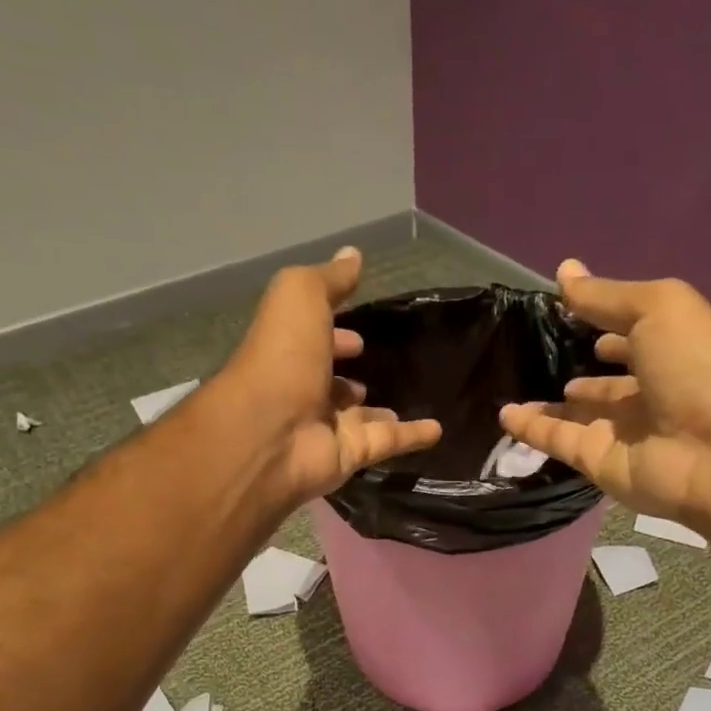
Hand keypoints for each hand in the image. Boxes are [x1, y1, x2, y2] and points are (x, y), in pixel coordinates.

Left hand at [221, 248, 441, 504]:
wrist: (271, 434)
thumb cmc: (282, 357)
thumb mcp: (301, 297)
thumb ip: (329, 279)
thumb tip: (353, 254)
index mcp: (288, 351)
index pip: (312, 339)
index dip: (333, 331)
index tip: (359, 332)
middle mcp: (302, 390)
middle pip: (330, 380)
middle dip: (348, 371)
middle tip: (377, 362)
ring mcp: (325, 427)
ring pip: (358, 416)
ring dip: (377, 409)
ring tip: (408, 395)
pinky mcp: (349, 455)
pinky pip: (386, 442)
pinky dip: (412, 437)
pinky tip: (439, 429)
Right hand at [499, 260, 710, 523]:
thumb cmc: (696, 367)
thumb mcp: (656, 309)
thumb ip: (605, 296)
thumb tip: (564, 270)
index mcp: (672, 350)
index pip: (633, 337)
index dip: (606, 325)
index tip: (567, 313)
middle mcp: (649, 392)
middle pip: (606, 382)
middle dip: (579, 370)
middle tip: (536, 356)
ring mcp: (623, 431)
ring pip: (578, 414)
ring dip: (549, 404)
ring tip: (512, 385)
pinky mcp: (598, 461)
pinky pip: (558, 441)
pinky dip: (531, 429)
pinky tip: (505, 414)